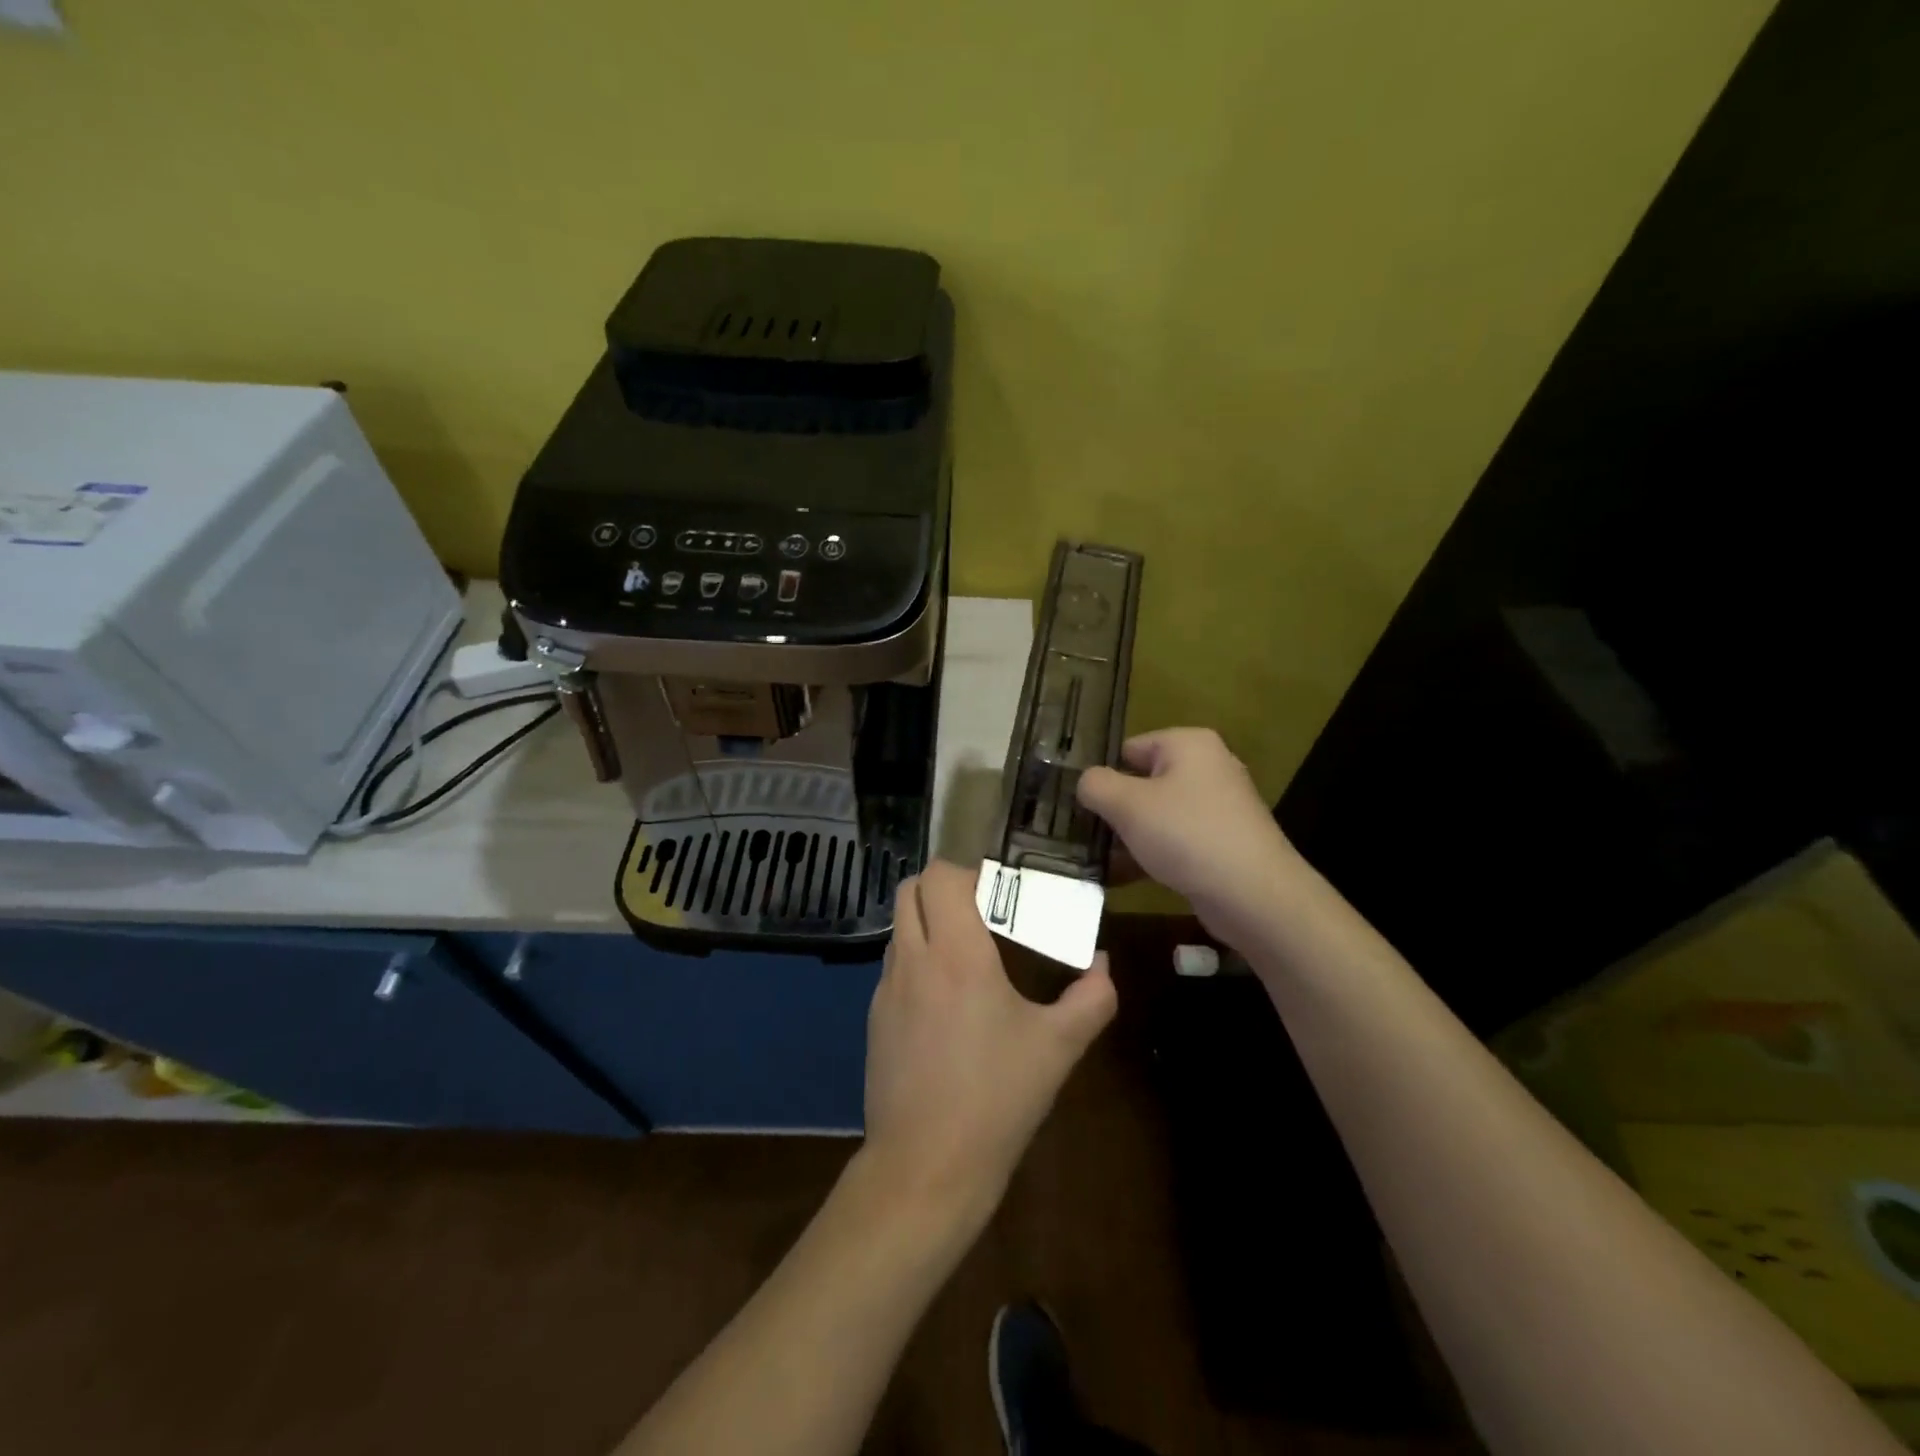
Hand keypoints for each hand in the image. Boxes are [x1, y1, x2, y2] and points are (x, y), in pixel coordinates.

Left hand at [862, 861, 1116, 1224]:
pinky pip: (894, 968)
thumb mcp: (1059, 1047)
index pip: (940, 876)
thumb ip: (1092, 997)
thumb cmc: (997, 1098)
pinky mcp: (874, 1020)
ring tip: (968, 954)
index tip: (998, 890)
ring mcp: (886, 990)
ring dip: (928, 924)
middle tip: (983, 913)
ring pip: (900, 928)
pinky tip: (946, 1003)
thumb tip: (1103, 964)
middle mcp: (913, 960)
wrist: (925, 1168)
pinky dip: (917, 961)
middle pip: (911, 891)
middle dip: (943, 888)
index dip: (966, 871)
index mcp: (956, 954)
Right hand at [1076, 727, 1299, 944]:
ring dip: (1128, 837)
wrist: (1254, 895)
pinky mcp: (1222, 842)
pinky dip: (1150, 855)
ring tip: (1096, 861)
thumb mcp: (1127, 805)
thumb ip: (1095, 785)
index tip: (1078, 805)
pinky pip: (1175, 841)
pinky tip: (1122, 879)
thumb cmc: (1186, 835)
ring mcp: (1218, 807)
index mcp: (1188, 744)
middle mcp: (1208, 767)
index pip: (1129, 748)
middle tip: (1083, 835)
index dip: (1102, 775)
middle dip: (1114, 809)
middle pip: (1143, 782)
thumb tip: (1086, 783)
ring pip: (1157, 815)